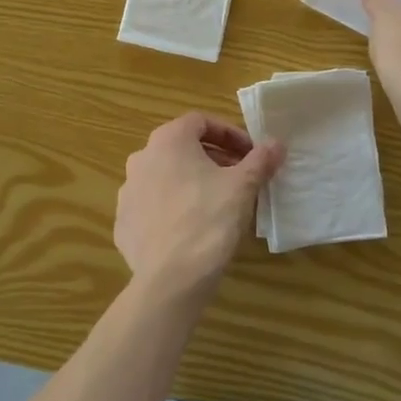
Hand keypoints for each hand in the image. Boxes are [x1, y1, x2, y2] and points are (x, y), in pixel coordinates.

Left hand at [113, 113, 283, 299]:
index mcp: (168, 141)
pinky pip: (152, 206)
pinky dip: (172, 208)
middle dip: (213, 158)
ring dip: (191, 181)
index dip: (229, 134)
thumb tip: (276, 143)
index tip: (250, 154)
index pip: (200, 122)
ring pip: (165, 176)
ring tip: (216, 203)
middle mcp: (141, 158)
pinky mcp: (123, 222)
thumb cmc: (209, 220)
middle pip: (182, 148)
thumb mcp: (242, 187)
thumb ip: (260, 160)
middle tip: (238, 177)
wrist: (170, 278)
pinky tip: (191, 228)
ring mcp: (128, 191)